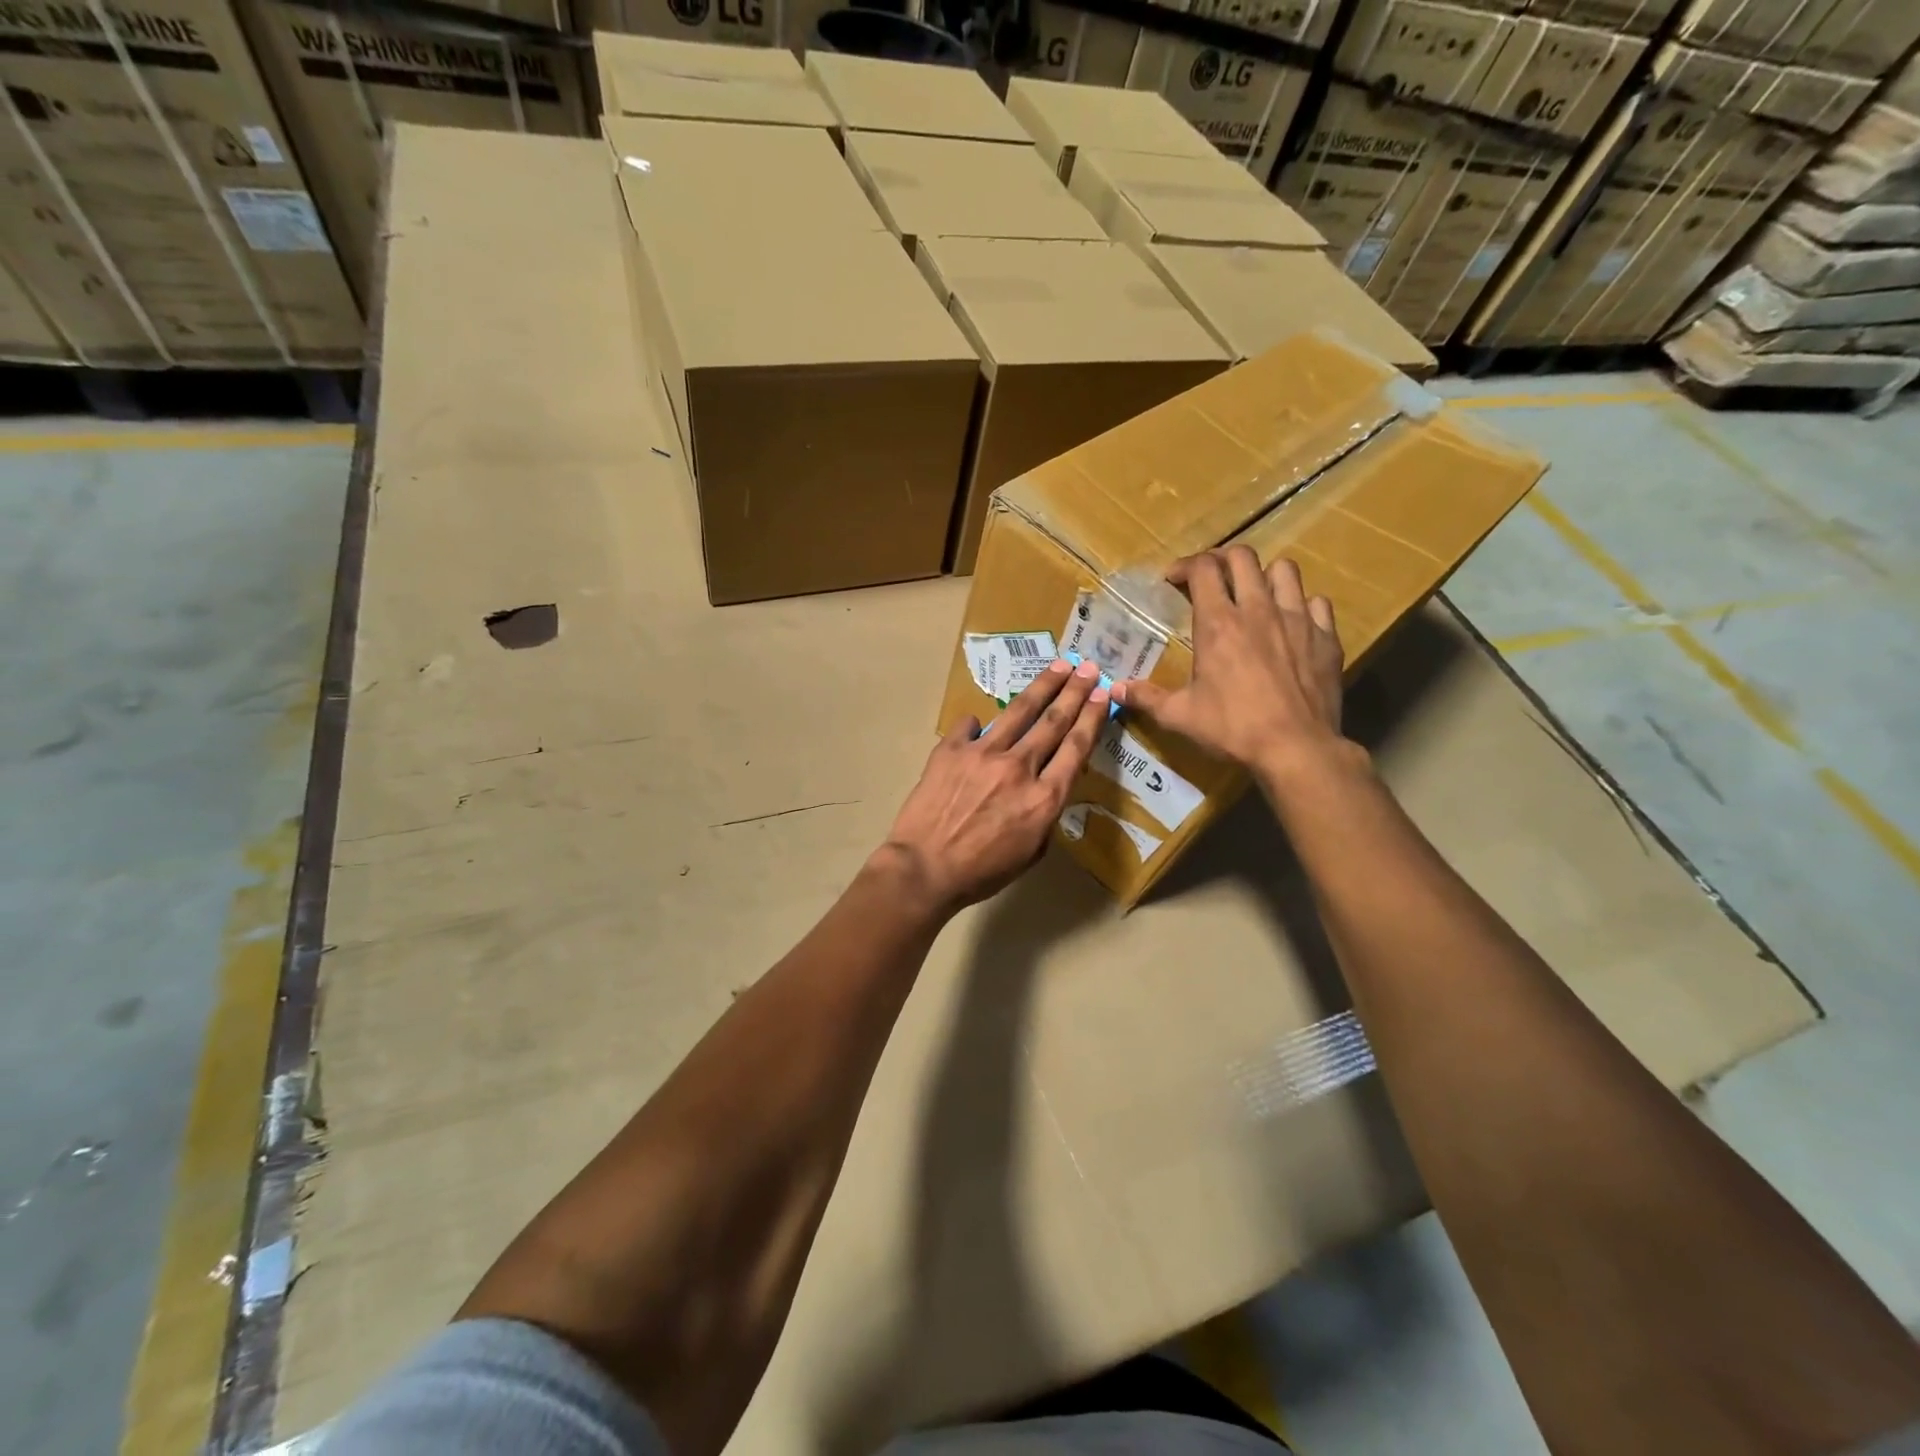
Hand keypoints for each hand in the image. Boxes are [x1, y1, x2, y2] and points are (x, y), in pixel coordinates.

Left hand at [877, 658, 1108, 911]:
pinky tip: (980, 722)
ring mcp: (983, 753)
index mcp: (1044, 797)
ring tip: (1058, 667)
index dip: (1092, 717)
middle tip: (1088, 668)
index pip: (1076, 747)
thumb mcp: (1031, 852)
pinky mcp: (951, 749)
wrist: (925, 869)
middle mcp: (1019, 767)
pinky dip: (978, 723)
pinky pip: (970, 725)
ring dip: (1042, 686)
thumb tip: (1044, 786)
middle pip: (1054, 720)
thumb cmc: (982, 872)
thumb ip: (1044, 814)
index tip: (1103, 695)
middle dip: (1075, 691)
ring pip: (1019, 711)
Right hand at [1112, 548, 1353, 792]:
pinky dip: (1303, 606)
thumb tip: (1114, 690)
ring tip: (1255, 594)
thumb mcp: (1180, 716)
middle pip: (1242, 557)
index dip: (1185, 566)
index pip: (1202, 568)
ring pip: (1285, 570)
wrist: (1296, 749)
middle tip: (1211, 578)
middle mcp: (1258, 610)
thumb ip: (1146, 697)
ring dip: (1265, 575)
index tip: (1173, 579)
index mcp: (1218, 623)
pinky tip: (1293, 624)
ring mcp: (1297, 619)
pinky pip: (1318, 603)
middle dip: (1222, 559)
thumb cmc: (1232, 729)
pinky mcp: (1326, 637)